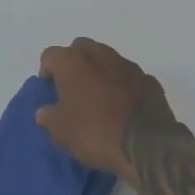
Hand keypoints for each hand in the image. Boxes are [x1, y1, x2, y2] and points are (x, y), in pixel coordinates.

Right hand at [36, 38, 183, 179]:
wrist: (147, 144)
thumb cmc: (94, 132)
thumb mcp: (61, 132)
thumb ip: (49, 117)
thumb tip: (45, 111)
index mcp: (72, 61)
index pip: (50, 56)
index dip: (47, 72)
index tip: (50, 92)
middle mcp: (100, 54)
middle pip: (81, 50)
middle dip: (75, 65)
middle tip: (73, 91)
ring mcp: (128, 65)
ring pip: (107, 60)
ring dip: (100, 73)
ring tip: (99, 101)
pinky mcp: (149, 80)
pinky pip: (129, 78)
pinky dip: (123, 86)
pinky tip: (123, 108)